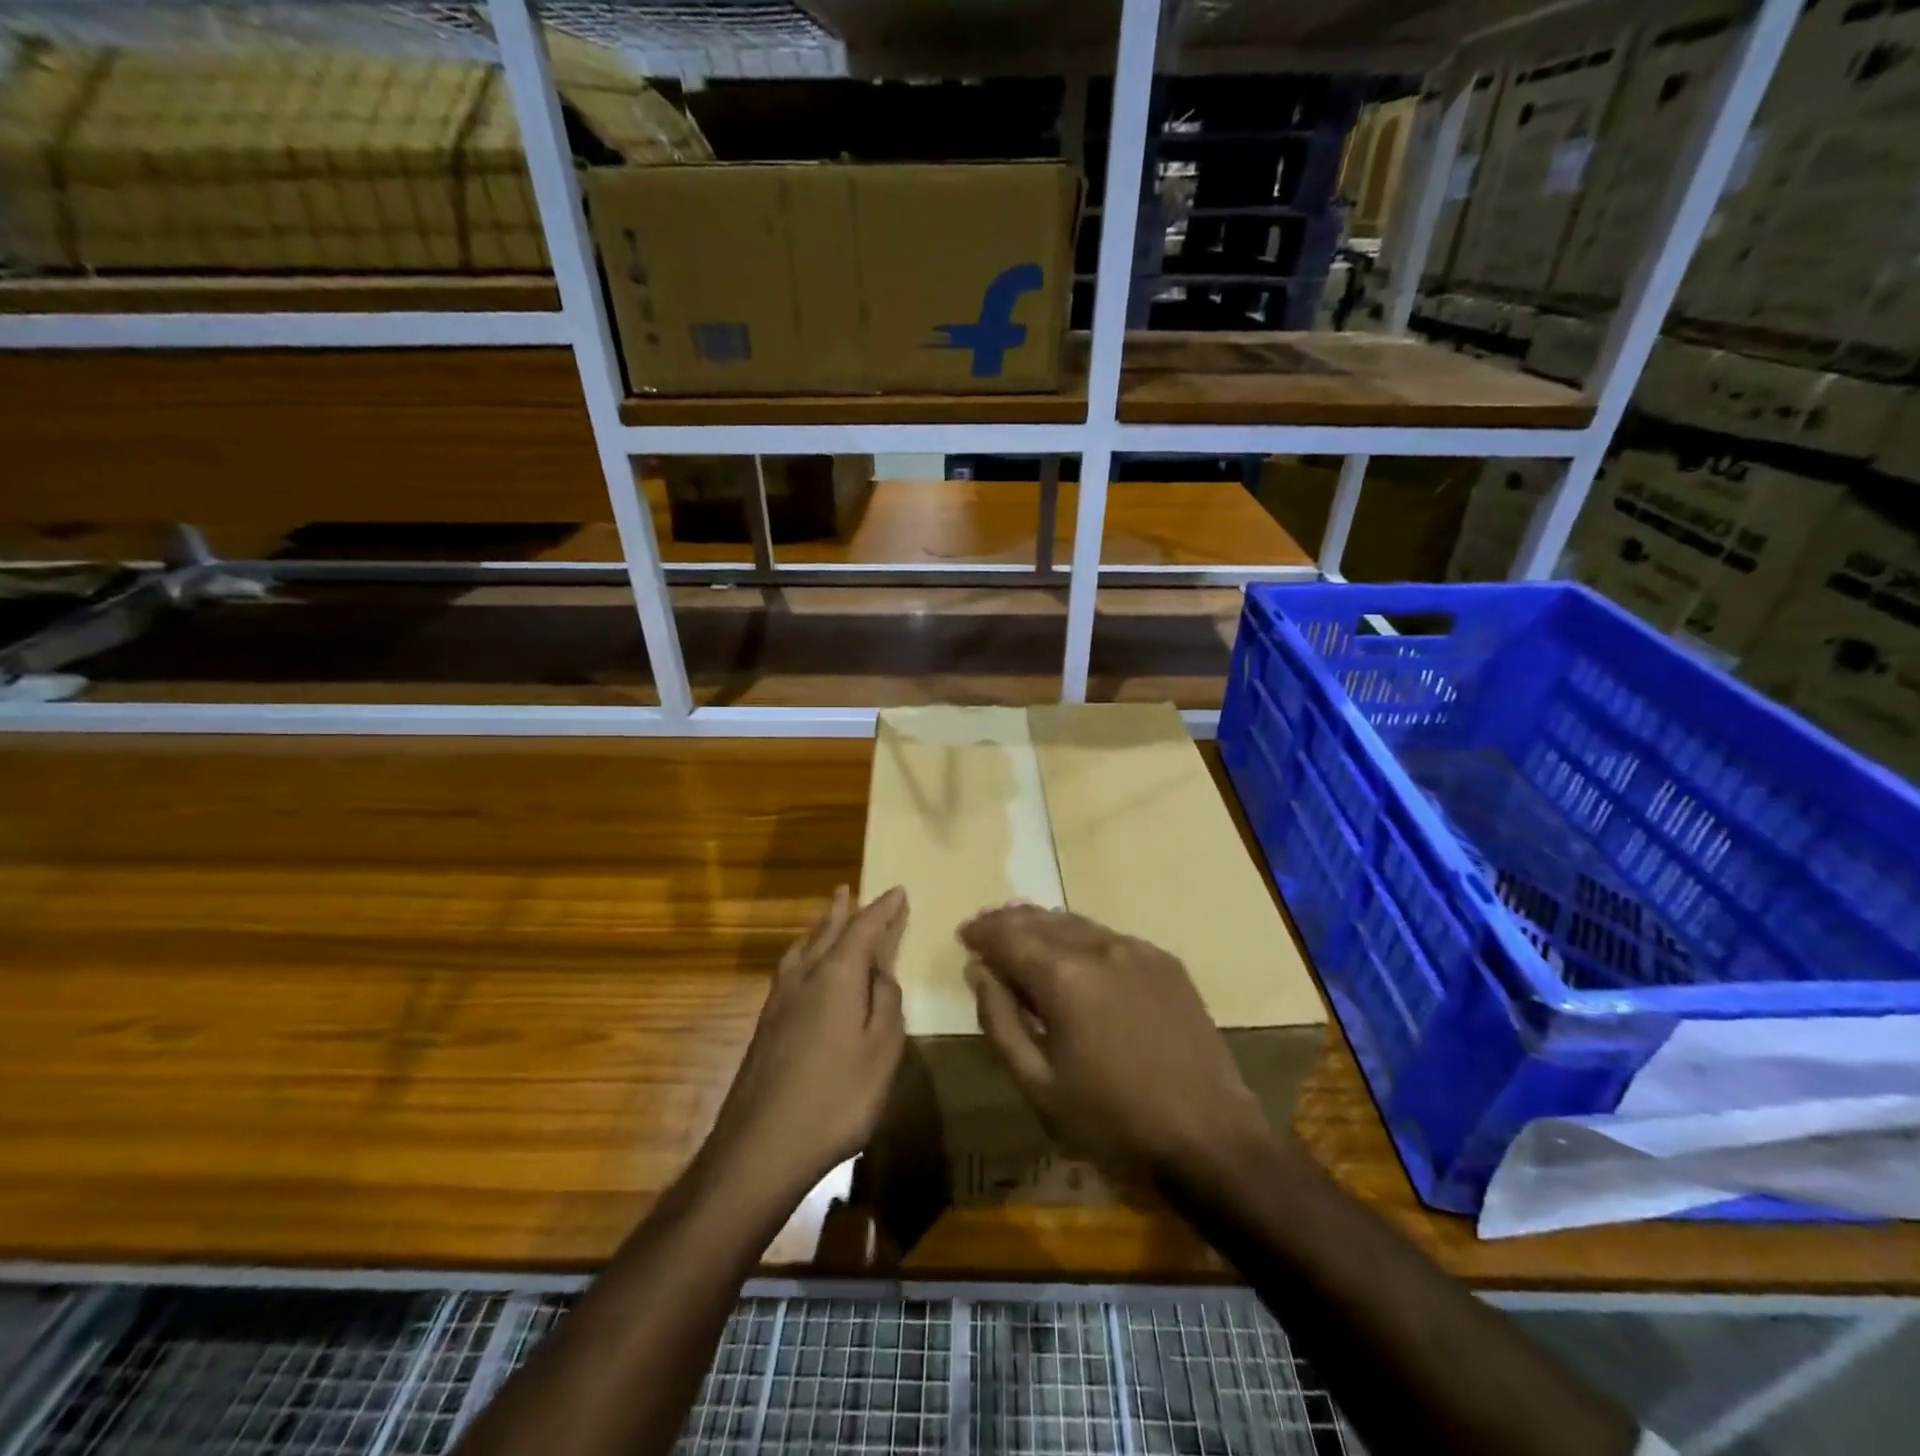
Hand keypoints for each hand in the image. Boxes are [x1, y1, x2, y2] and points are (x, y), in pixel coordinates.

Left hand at [704, 886, 908, 1201]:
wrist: (760, 1147)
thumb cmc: (835, 1098)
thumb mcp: (882, 1051)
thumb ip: (886, 1004)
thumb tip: (881, 974)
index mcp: (836, 976)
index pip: (864, 929)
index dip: (883, 909)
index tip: (898, 891)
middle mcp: (804, 977)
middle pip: (826, 932)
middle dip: (842, 911)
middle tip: (848, 890)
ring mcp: (779, 1001)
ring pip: (802, 949)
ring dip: (818, 929)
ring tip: (826, 917)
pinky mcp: (765, 1025)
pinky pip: (790, 969)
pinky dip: (803, 953)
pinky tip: (802, 967)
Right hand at [960, 905, 1270, 1184]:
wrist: (1210, 1138)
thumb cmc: (1113, 1121)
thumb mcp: (1038, 1085)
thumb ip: (1000, 1020)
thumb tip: (979, 971)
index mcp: (1064, 976)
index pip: (1008, 935)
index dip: (981, 933)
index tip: (964, 936)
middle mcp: (1100, 947)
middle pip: (1041, 920)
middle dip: (1008, 922)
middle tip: (986, 930)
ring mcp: (1138, 950)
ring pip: (1076, 923)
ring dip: (1043, 926)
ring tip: (1022, 934)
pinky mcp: (1166, 963)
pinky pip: (1109, 938)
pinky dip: (1081, 938)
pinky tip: (1075, 955)